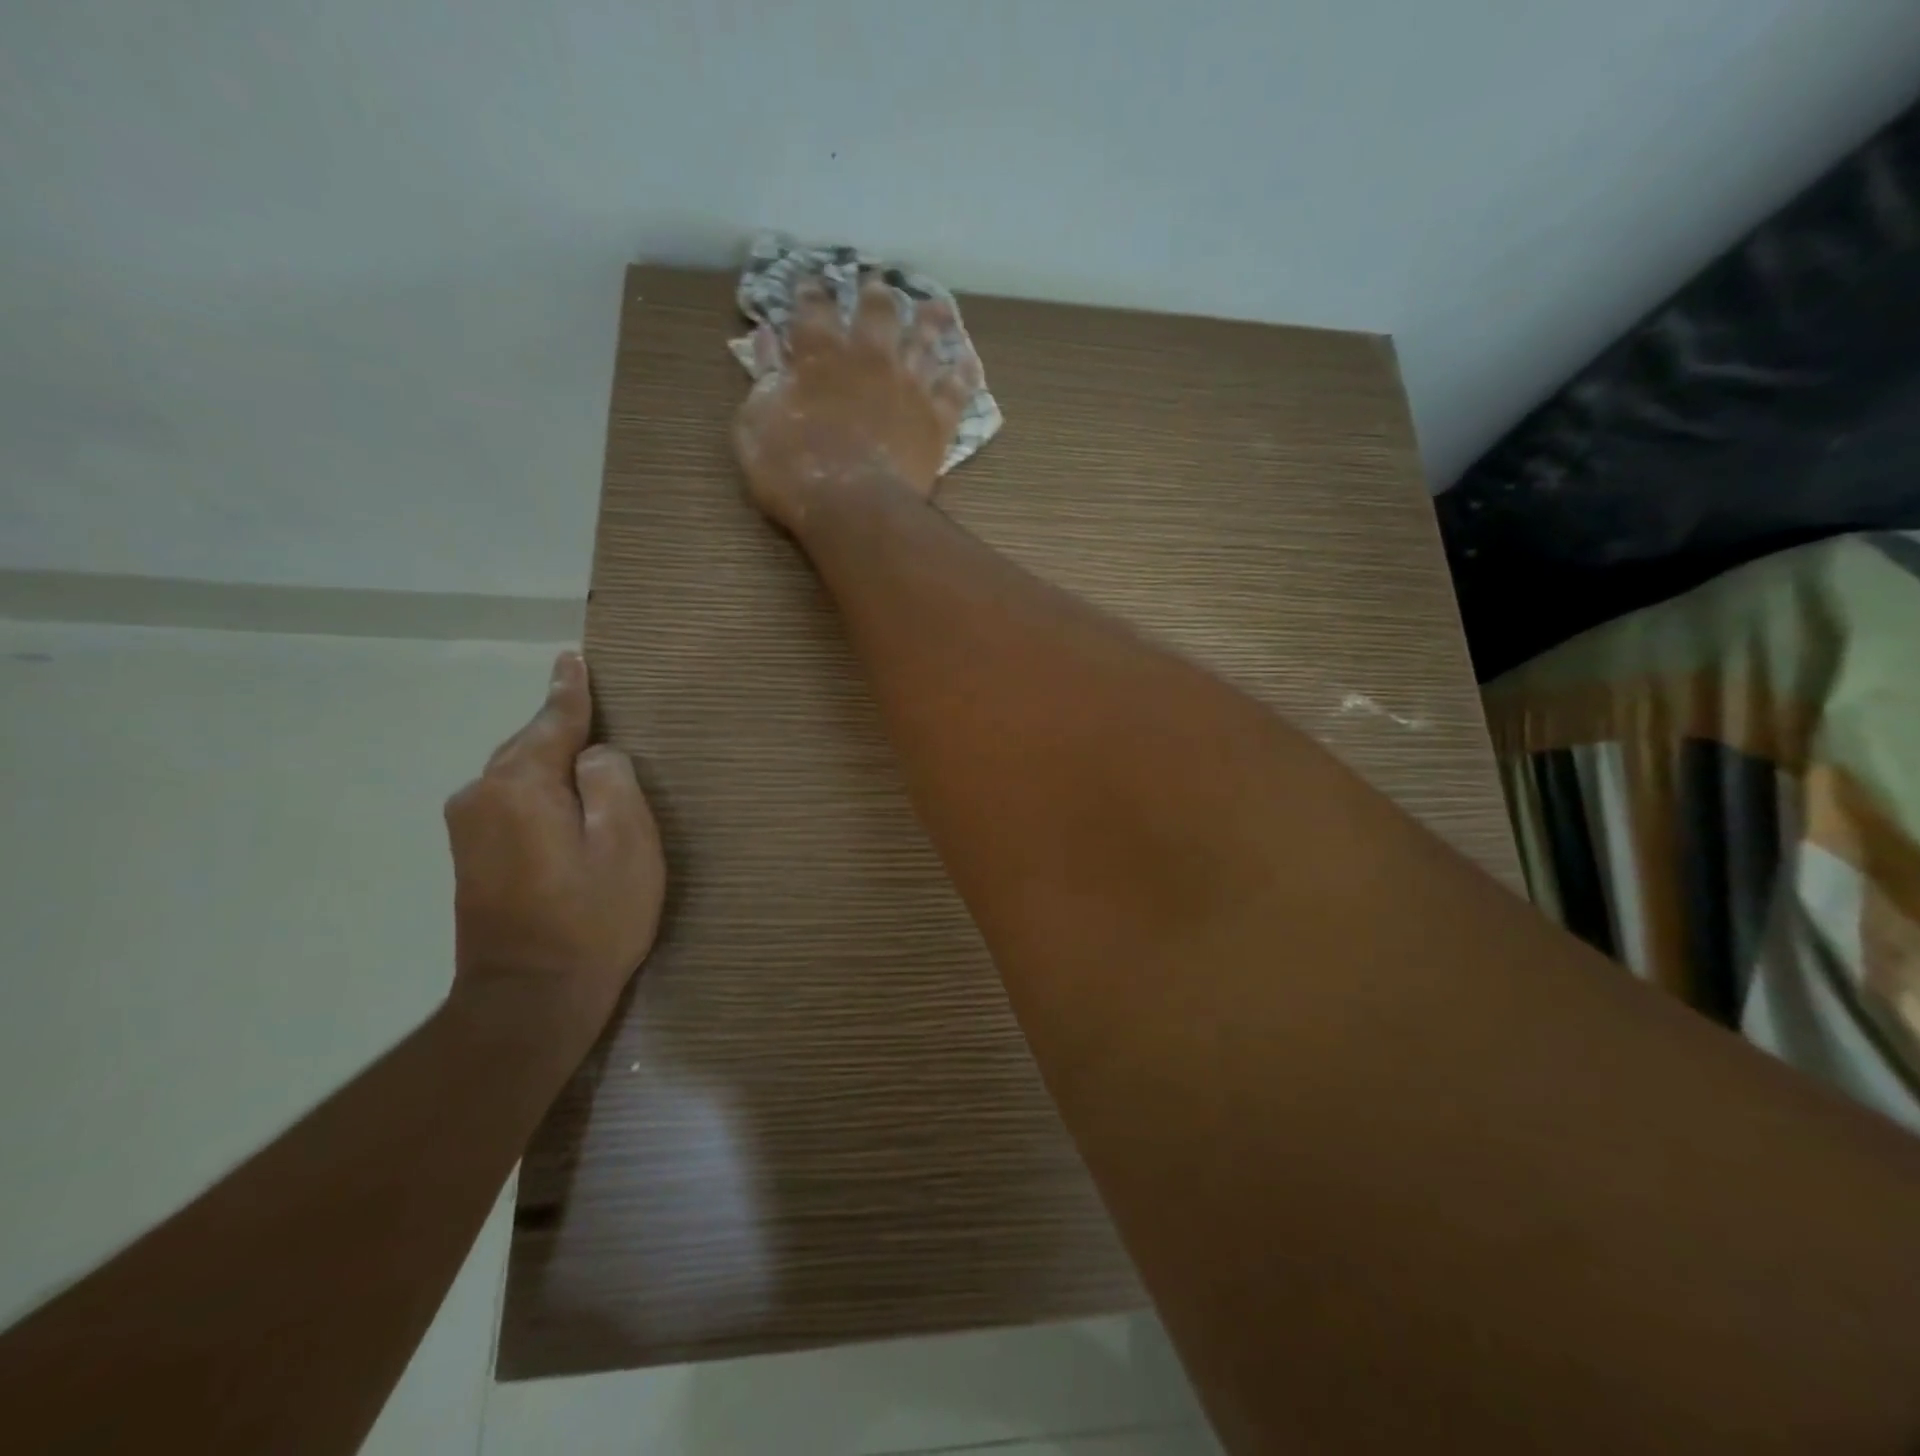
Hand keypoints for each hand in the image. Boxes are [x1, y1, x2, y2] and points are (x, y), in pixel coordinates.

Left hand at [443, 651, 664, 1048]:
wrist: (529, 1000)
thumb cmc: (594, 918)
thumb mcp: (628, 842)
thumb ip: (613, 781)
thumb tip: (594, 756)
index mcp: (520, 785)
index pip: (553, 721)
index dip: (571, 691)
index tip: (572, 658)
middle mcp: (481, 796)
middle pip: (528, 744)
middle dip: (560, 725)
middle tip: (590, 701)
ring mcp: (468, 829)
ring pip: (516, 774)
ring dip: (550, 762)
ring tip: (586, 752)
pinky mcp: (470, 858)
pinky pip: (508, 801)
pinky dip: (537, 789)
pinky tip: (560, 798)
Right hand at [734, 277, 983, 531]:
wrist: (853, 508)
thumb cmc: (792, 469)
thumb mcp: (755, 422)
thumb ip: (764, 376)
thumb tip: (765, 338)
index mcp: (821, 353)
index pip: (814, 306)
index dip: (812, 292)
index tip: (811, 284)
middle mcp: (870, 356)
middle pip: (879, 311)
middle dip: (877, 295)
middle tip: (880, 285)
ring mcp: (909, 386)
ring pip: (925, 341)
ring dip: (930, 323)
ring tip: (936, 309)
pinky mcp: (937, 420)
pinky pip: (956, 390)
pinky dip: (963, 376)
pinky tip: (967, 364)